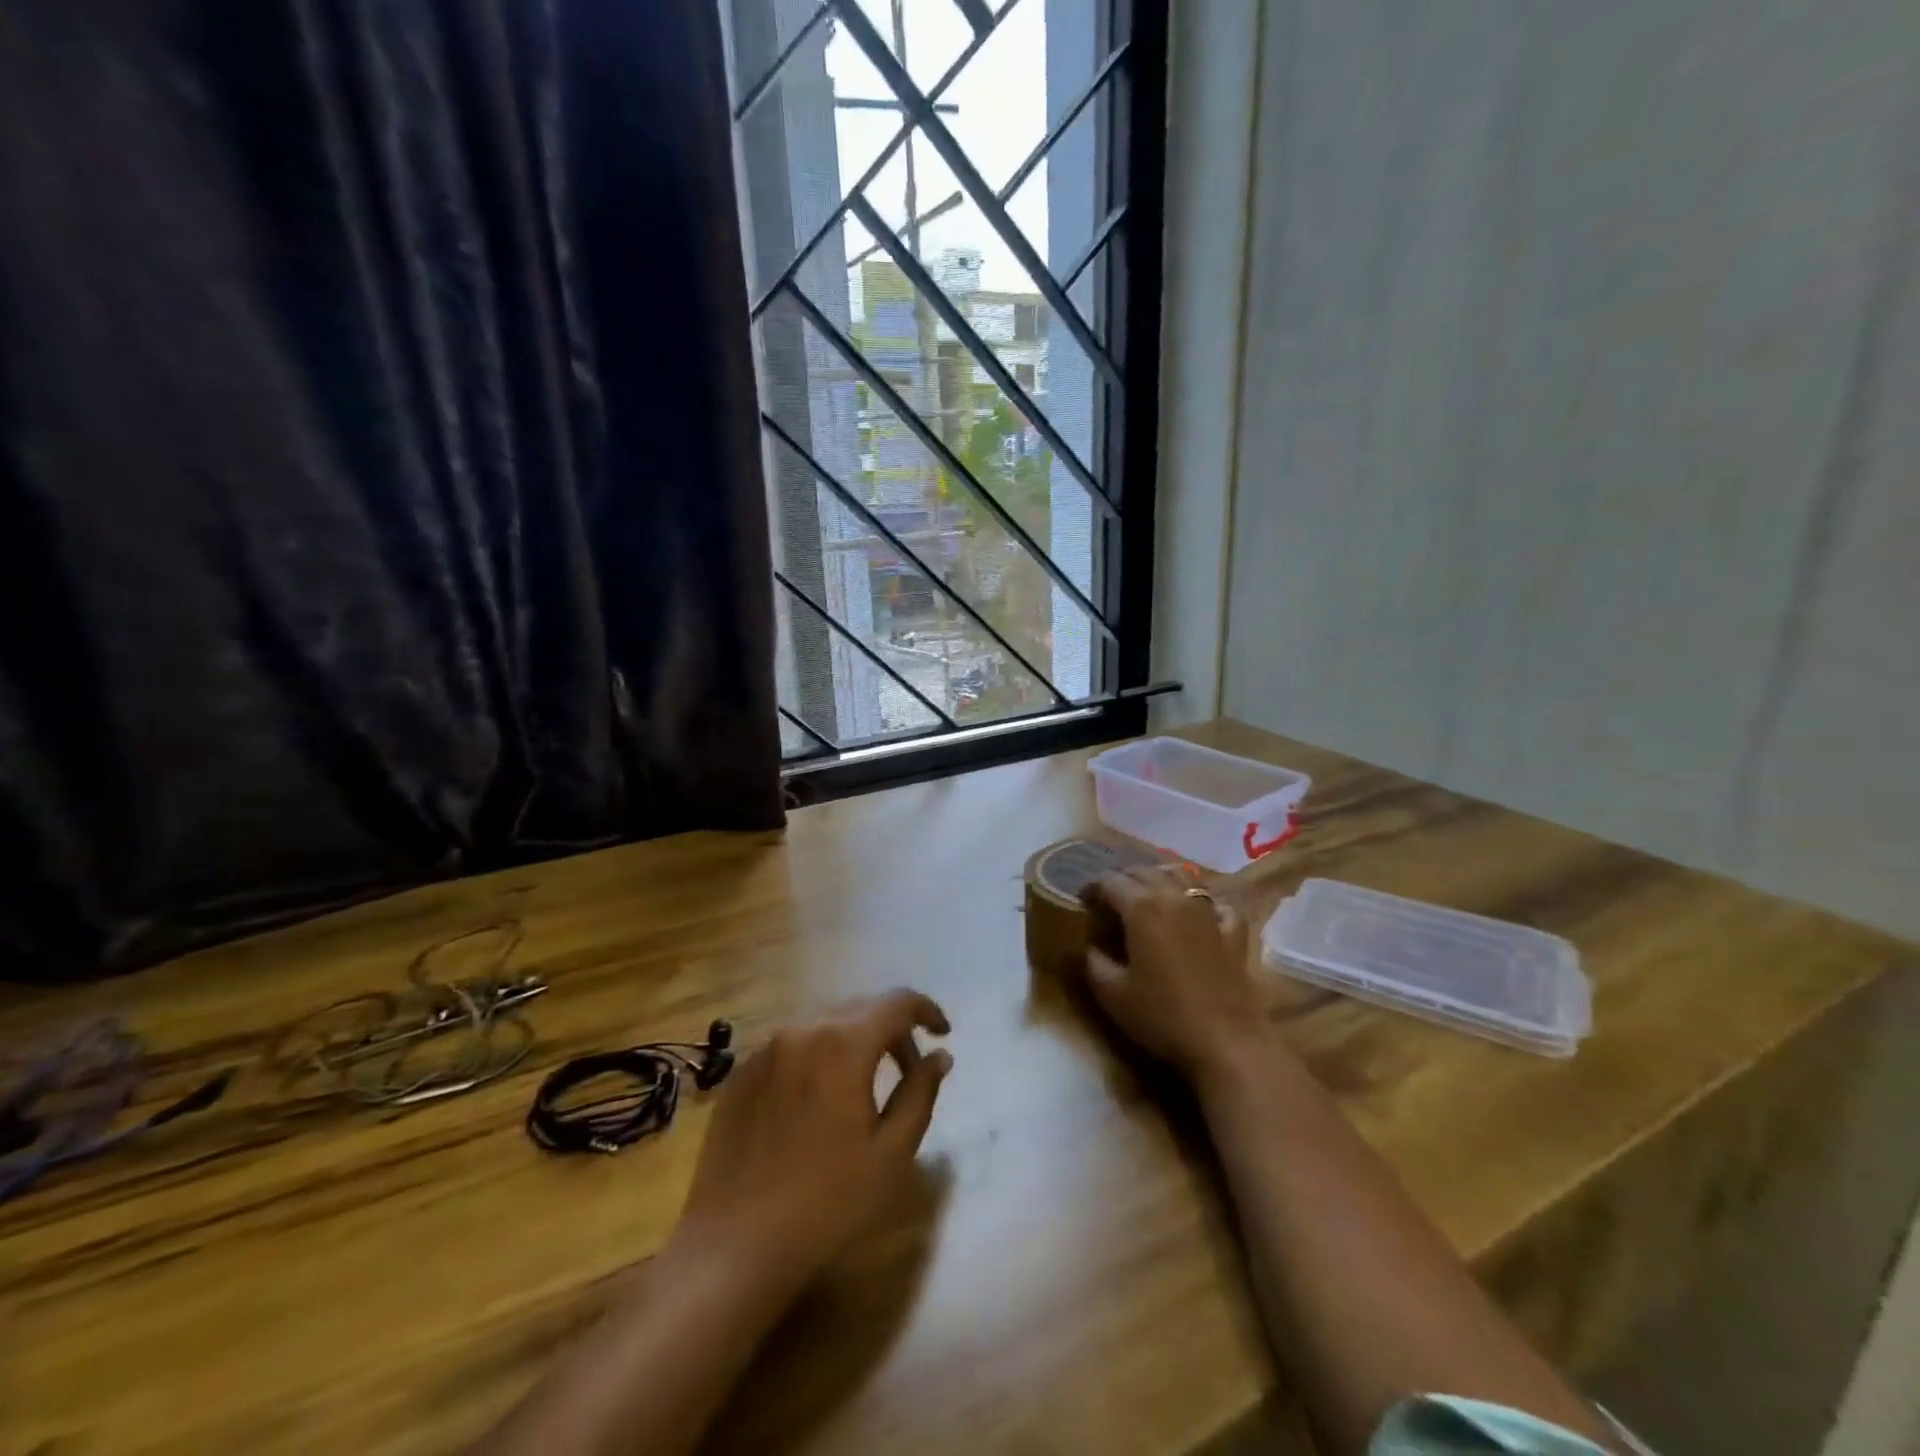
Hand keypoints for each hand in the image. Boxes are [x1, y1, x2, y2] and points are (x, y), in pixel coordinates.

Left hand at [672, 990, 951, 1292]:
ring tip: (864, 1084)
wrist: (734, 1246)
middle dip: (892, 1029)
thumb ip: (920, 1092)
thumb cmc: (827, 1203)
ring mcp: (765, 1048)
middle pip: (860, 1008)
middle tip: (909, 1068)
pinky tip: (819, 1098)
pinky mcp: (741, 1072)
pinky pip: (791, 1045)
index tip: (943, 1034)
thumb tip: (940, 1055)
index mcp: (843, 1043)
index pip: (897, 1002)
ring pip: (824, 1024)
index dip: (926, 1010)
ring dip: (854, 1040)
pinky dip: (818, 1055)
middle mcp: (802, 1029)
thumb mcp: (891, 1153)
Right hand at [1080, 869, 1270, 1079]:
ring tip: (1149, 897)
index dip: (1092, 888)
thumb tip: (1088, 945)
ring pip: (1182, 877)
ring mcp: (1209, 912)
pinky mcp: (1234, 932)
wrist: (1227, 1044)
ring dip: (1160, 880)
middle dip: (1123, 880)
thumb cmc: (1163, 1017)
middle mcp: (1174, 898)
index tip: (1083, 903)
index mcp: (1141, 908)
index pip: (1110, 881)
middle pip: (1144, 872)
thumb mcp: (1112, 994)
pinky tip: (1198, 915)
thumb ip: (1093, 962)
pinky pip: (1216, 903)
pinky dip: (1202, 903)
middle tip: (1110, 900)